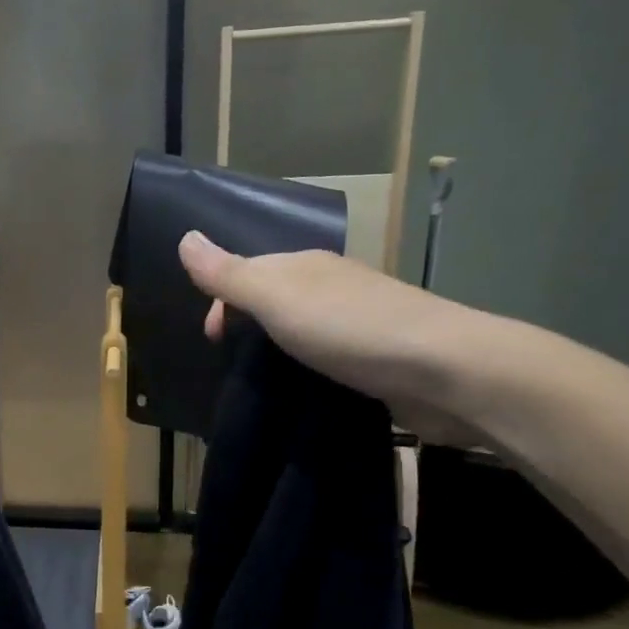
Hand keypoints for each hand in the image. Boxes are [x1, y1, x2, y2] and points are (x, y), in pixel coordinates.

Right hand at [177, 232, 518, 443]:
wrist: (443, 370)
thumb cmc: (348, 328)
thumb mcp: (276, 298)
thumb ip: (229, 274)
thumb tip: (185, 238)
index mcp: (304, 266)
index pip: (247, 273)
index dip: (221, 303)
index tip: (213, 341)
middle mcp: (330, 286)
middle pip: (272, 300)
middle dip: (246, 328)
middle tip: (235, 366)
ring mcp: (357, 321)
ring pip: (300, 330)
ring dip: (276, 352)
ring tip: (264, 383)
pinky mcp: (376, 357)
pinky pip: (326, 357)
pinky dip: (307, 370)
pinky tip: (304, 390)